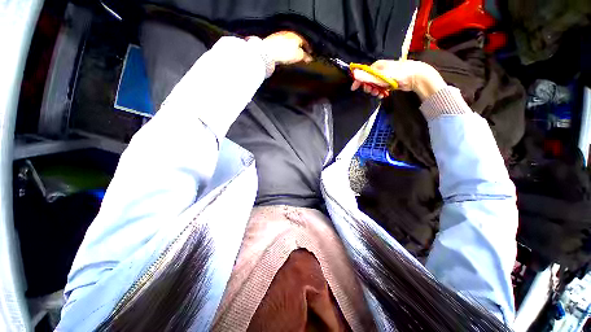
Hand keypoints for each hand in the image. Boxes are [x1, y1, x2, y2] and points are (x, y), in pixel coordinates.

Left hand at [261, 31, 312, 64]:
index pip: (305, 41)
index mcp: (296, 35)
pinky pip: (282, 45)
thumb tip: (310, 58)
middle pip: (296, 41)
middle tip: (302, 55)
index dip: (308, 48)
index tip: (310, 53)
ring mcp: (280, 36)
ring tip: (294, 57)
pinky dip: (285, 50)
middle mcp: (288, 33)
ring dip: (292, 49)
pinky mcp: (273, 41)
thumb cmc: (284, 52)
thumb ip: (305, 56)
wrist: (268, 52)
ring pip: (289, 43)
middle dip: (300, 48)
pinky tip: (285, 56)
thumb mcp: (298, 56)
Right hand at [351, 60, 445, 99]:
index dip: (358, 81)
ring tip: (379, 94)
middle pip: (368, 81)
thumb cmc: (398, 75)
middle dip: (368, 88)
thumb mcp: (380, 76)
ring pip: (374, 85)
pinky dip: (380, 92)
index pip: (363, 73)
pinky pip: (381, 88)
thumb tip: (354, 73)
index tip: (353, 89)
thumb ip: (366, 76)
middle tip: (372, 92)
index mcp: (376, 66)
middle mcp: (379, 70)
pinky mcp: (389, 82)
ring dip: (374, 91)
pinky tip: (383, 94)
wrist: (415, 76)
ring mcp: (384, 76)